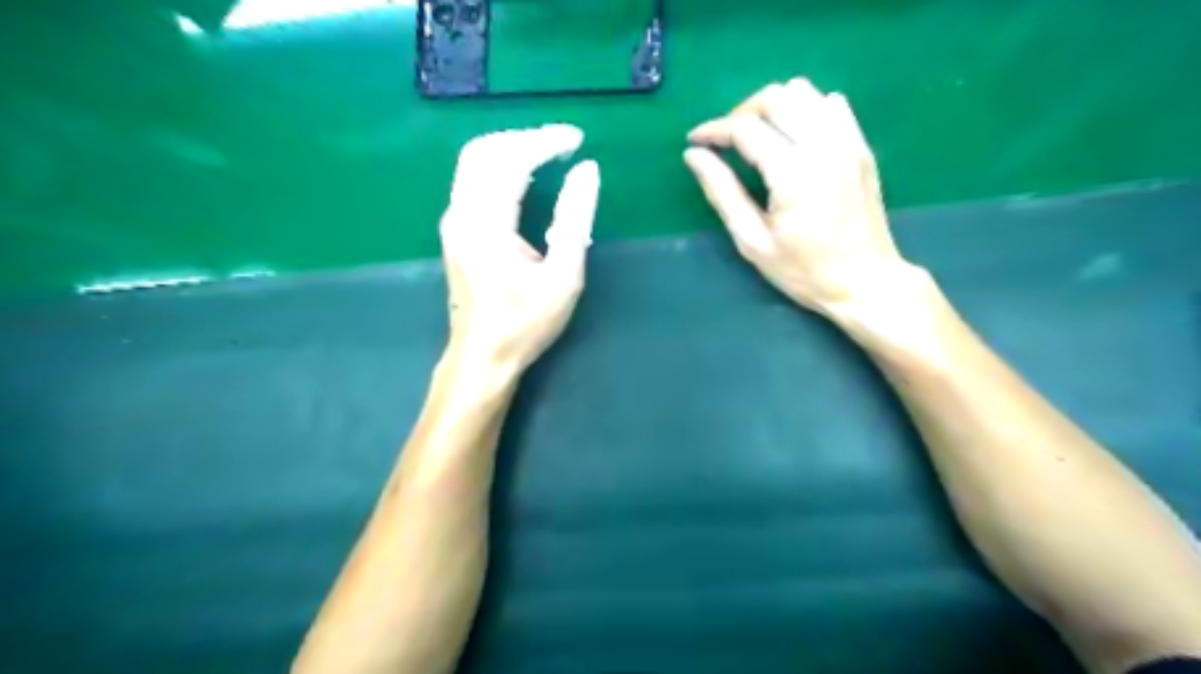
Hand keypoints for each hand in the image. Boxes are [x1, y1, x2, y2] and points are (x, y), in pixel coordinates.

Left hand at [441, 124, 599, 369]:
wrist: (483, 357)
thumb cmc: (526, 323)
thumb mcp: (563, 276)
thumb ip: (575, 220)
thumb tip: (588, 171)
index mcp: (486, 224)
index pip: (511, 161)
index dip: (544, 142)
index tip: (577, 140)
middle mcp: (461, 214)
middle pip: (483, 151)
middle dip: (524, 138)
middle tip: (562, 144)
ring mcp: (454, 222)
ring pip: (473, 164)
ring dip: (510, 150)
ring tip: (548, 154)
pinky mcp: (456, 232)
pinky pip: (472, 181)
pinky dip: (500, 167)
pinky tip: (525, 177)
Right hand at [680, 80, 920, 320]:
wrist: (865, 283)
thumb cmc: (803, 271)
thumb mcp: (753, 241)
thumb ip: (722, 192)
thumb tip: (694, 155)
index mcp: (793, 174)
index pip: (746, 128)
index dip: (714, 130)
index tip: (694, 142)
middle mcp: (824, 147)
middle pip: (775, 97)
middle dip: (741, 112)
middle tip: (725, 141)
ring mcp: (848, 143)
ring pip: (804, 92)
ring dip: (773, 107)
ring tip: (757, 137)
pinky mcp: (861, 147)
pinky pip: (831, 105)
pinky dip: (805, 110)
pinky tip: (793, 138)